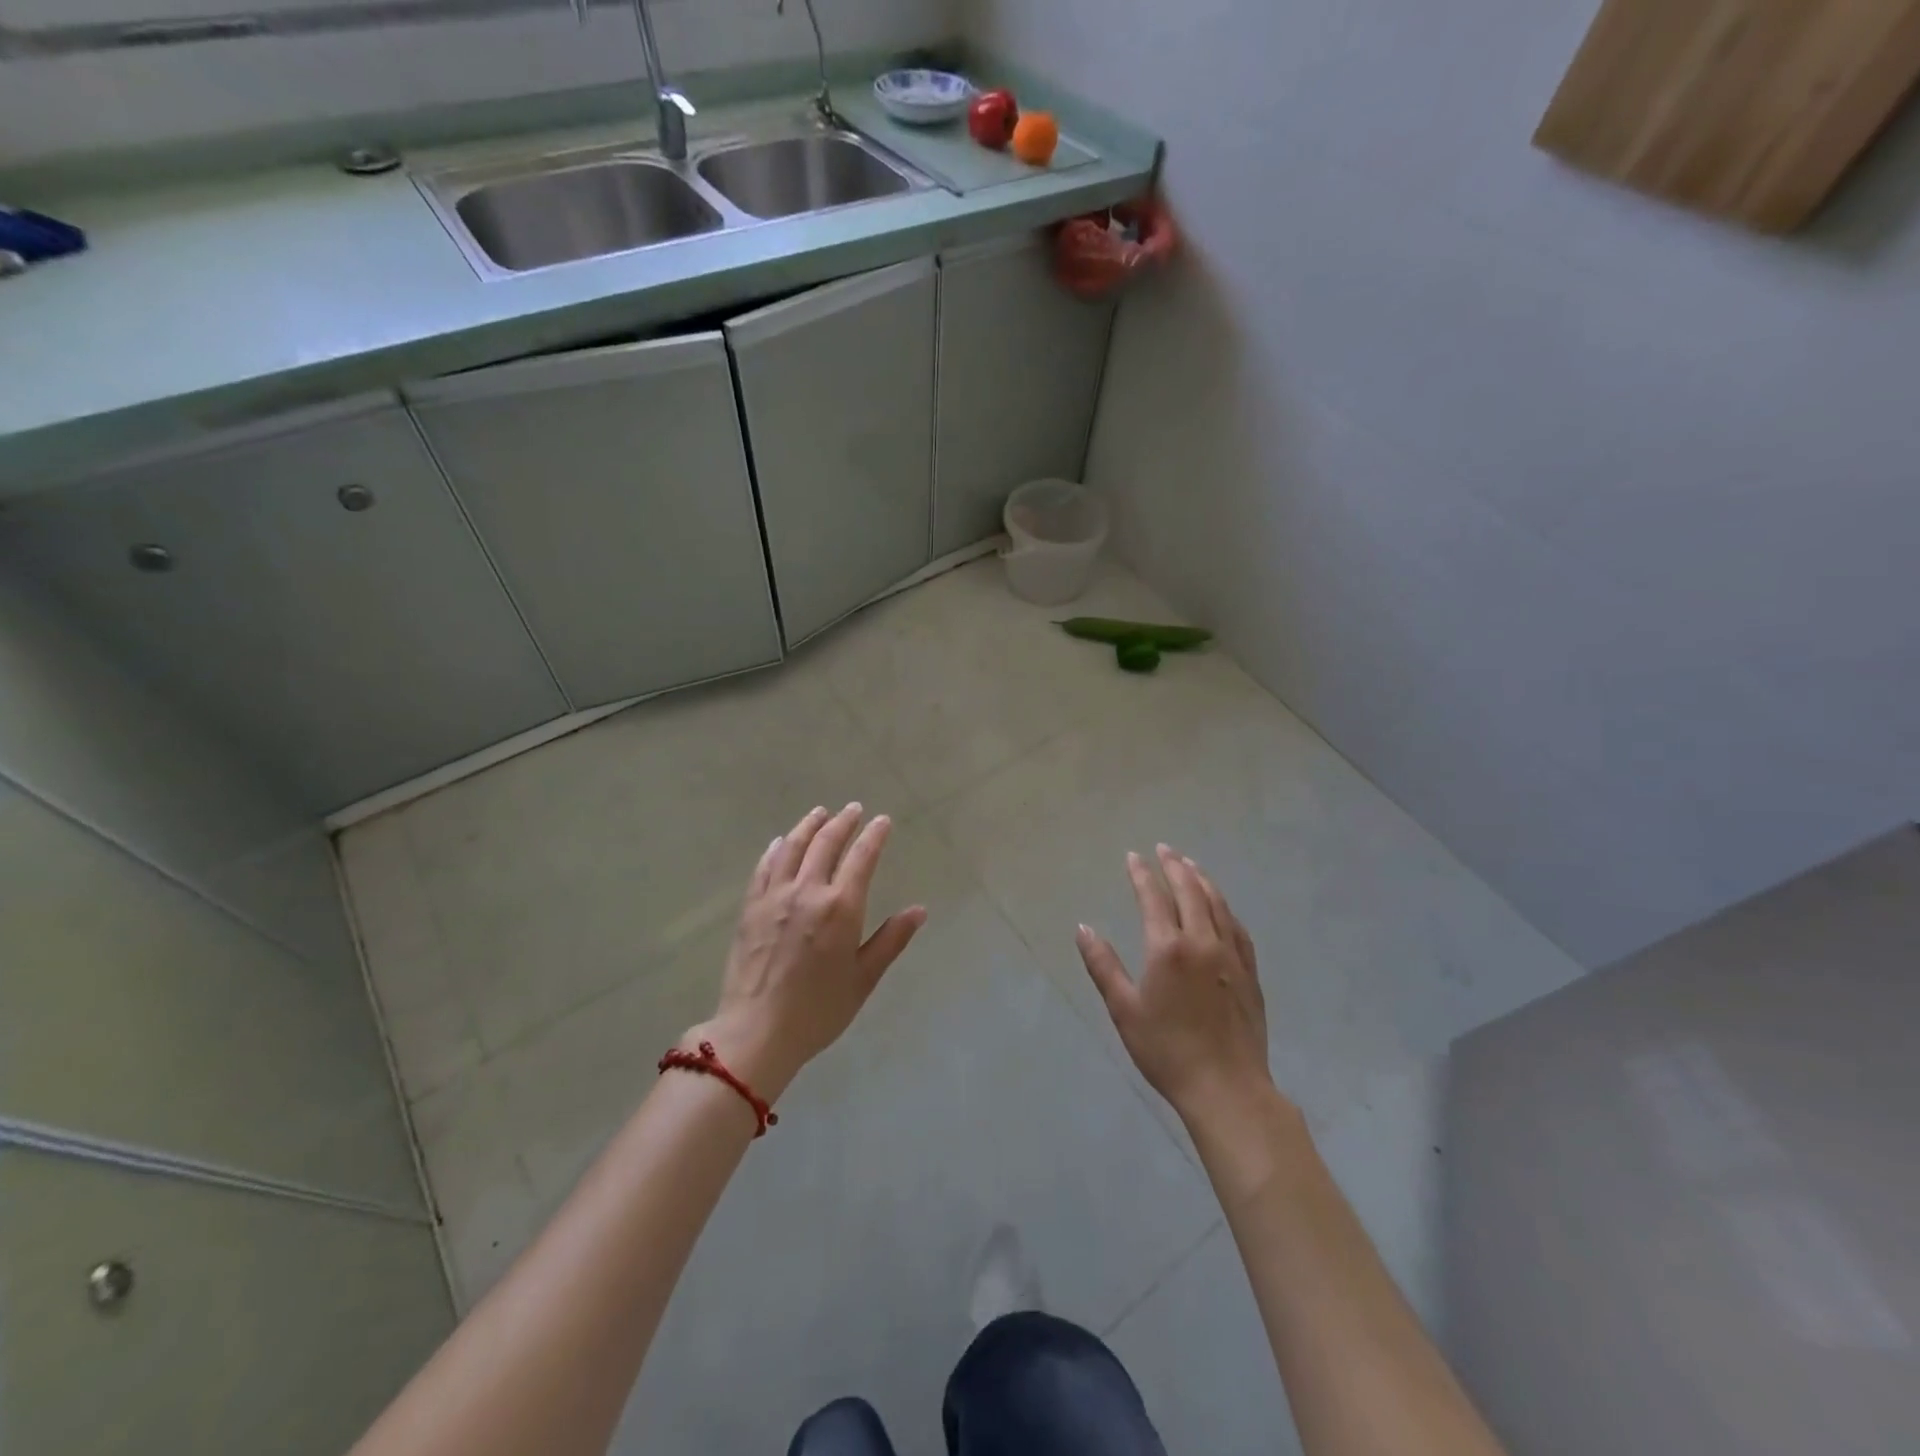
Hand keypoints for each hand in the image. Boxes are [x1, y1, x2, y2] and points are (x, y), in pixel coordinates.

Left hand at [689, 804, 925, 1099]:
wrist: (757, 1031)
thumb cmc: (819, 1010)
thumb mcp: (864, 978)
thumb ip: (891, 939)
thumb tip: (919, 910)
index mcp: (841, 907)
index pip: (862, 858)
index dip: (874, 836)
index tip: (882, 821)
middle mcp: (808, 891)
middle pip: (826, 844)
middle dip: (843, 822)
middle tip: (853, 809)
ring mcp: (775, 896)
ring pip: (793, 847)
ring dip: (809, 826)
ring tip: (819, 813)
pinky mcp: (751, 907)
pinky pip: (764, 867)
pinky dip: (776, 849)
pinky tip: (780, 842)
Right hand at [1076, 844, 1275, 1124]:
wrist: (1226, 1088)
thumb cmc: (1166, 1050)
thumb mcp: (1124, 1009)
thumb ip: (1103, 965)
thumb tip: (1083, 928)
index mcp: (1167, 948)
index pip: (1153, 897)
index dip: (1142, 874)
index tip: (1133, 856)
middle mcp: (1201, 941)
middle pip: (1189, 891)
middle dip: (1174, 866)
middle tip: (1164, 849)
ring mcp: (1230, 955)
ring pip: (1217, 904)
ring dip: (1201, 879)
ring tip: (1190, 864)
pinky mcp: (1249, 972)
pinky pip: (1237, 927)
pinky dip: (1225, 907)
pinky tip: (1221, 906)